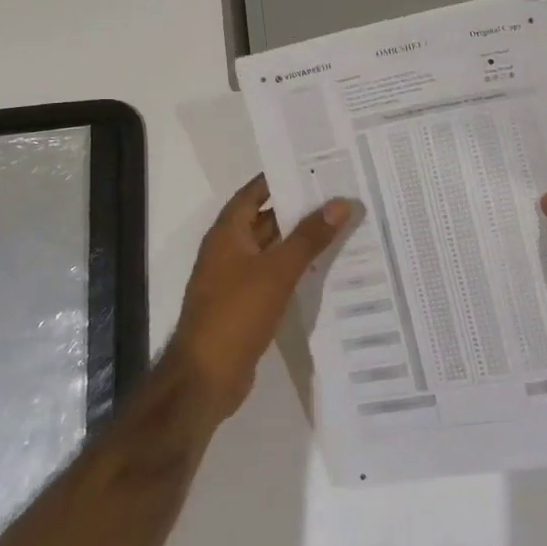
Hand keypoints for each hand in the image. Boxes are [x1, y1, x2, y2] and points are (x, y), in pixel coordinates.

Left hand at [165, 175, 351, 422]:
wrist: (205, 378)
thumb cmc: (235, 314)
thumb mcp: (277, 271)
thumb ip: (309, 237)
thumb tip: (340, 203)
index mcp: (227, 233)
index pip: (255, 191)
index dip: (282, 177)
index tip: (317, 167)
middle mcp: (228, 250)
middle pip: (266, 219)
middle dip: (299, 208)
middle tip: (339, 196)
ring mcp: (235, 279)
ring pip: (272, 249)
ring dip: (299, 240)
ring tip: (341, 227)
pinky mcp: (244, 305)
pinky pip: (273, 276)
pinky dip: (295, 269)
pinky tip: (324, 269)